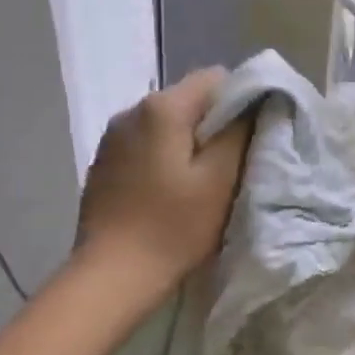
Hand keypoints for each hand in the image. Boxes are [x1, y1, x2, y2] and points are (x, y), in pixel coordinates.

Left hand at [73, 67, 251, 305]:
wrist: (111, 275)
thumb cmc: (172, 227)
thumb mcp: (219, 180)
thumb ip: (238, 132)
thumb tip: (251, 103)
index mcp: (162, 108)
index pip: (214, 78)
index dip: (240, 100)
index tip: (250, 137)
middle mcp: (131, 110)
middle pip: (188, 99)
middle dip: (213, 123)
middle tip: (230, 163)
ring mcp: (112, 137)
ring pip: (165, 123)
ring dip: (187, 141)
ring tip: (200, 180)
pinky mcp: (104, 162)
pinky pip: (144, 143)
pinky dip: (163, 156)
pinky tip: (168, 190)